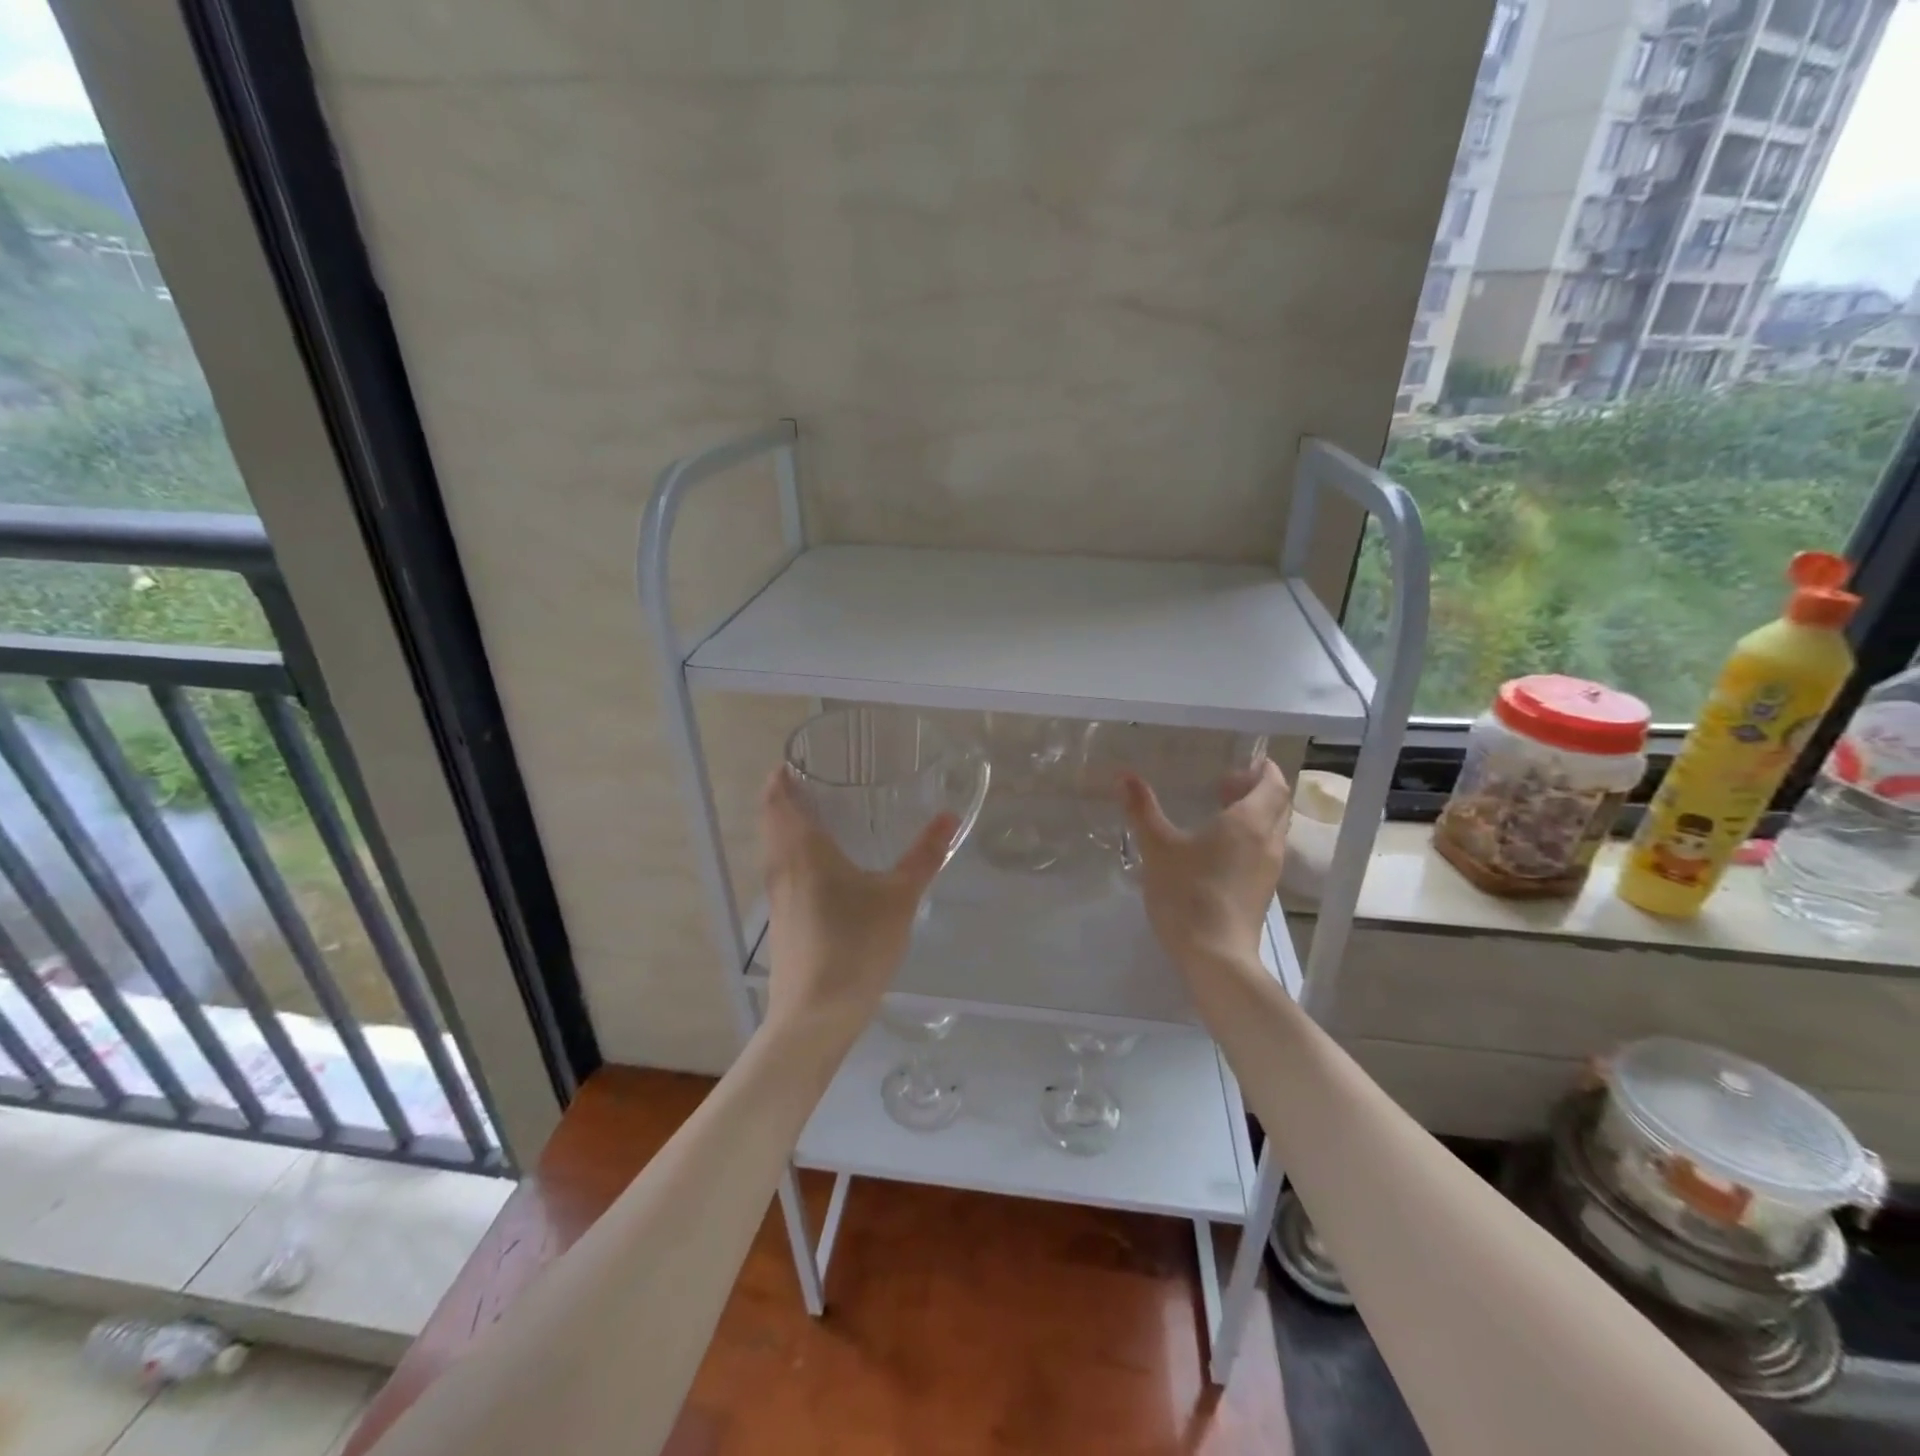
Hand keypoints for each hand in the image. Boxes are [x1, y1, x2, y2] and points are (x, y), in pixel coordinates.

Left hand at [757, 765, 956, 1040]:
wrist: (814, 1017)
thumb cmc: (855, 945)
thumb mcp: (899, 897)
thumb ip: (924, 855)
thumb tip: (948, 816)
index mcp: (801, 850)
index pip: (776, 798)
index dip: (781, 775)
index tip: (800, 759)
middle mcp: (781, 867)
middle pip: (772, 820)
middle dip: (788, 797)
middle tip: (823, 781)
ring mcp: (777, 899)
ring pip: (777, 849)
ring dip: (792, 828)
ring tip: (829, 818)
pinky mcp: (783, 924)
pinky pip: (785, 874)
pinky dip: (799, 857)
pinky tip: (831, 871)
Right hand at [1120, 759, 1290, 965]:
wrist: (1215, 955)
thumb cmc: (1187, 893)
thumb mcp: (1157, 848)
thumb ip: (1142, 809)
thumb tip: (1125, 775)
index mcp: (1249, 822)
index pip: (1274, 784)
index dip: (1263, 770)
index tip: (1243, 762)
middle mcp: (1268, 841)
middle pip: (1279, 804)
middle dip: (1258, 789)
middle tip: (1225, 784)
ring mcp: (1270, 868)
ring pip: (1274, 829)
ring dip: (1256, 814)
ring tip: (1221, 813)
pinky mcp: (1263, 890)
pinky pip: (1266, 850)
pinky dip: (1252, 837)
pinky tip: (1220, 849)